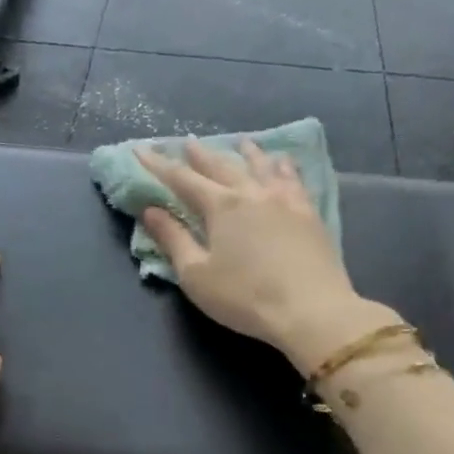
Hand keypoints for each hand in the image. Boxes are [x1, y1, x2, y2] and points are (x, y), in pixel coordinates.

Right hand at [139, 139, 398, 370]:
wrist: (312, 311)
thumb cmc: (245, 297)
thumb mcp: (197, 275)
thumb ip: (173, 239)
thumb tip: (150, 210)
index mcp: (221, 206)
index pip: (181, 179)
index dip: (158, 164)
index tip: (141, 149)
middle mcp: (252, 192)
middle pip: (221, 166)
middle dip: (200, 155)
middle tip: (187, 142)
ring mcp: (284, 199)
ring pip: (261, 166)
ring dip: (246, 153)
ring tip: (240, 142)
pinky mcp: (308, 212)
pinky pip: (293, 178)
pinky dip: (283, 166)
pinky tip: (283, 162)